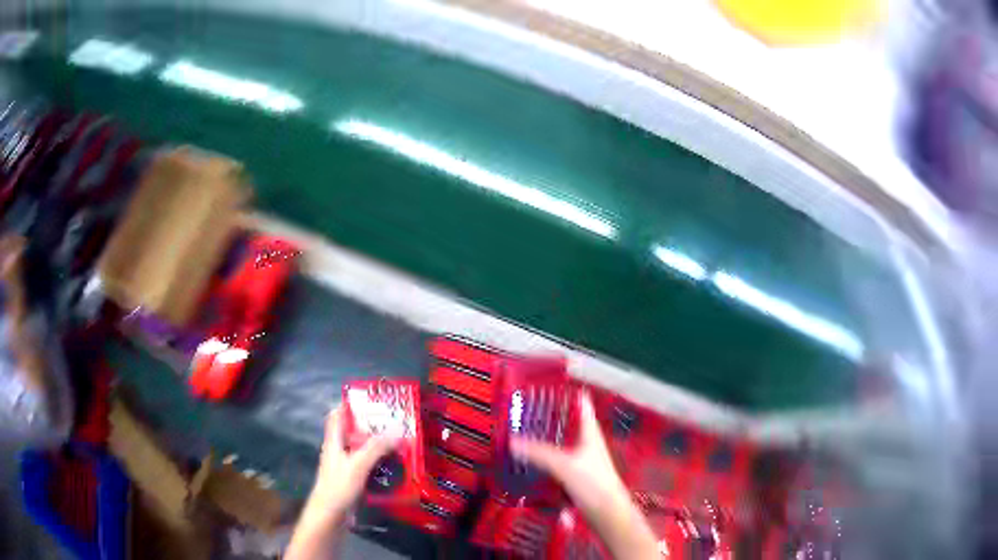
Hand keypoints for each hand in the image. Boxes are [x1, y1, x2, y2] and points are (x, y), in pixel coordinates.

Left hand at [311, 405, 398, 514]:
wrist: (330, 515)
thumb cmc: (339, 485)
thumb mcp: (358, 464)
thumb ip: (376, 447)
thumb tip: (397, 430)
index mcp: (334, 441)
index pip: (337, 416)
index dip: (349, 405)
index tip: (369, 400)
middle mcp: (338, 451)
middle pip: (353, 433)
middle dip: (372, 427)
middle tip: (394, 423)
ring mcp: (345, 467)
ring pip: (362, 451)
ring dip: (378, 447)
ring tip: (400, 443)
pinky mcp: (353, 481)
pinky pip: (368, 467)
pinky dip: (379, 464)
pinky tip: (394, 468)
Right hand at [511, 392, 659, 559]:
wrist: (607, 514)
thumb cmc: (593, 483)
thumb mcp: (563, 465)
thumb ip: (538, 453)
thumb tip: (512, 441)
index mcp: (590, 432)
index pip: (581, 403)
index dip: (567, 391)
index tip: (547, 384)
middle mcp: (587, 443)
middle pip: (568, 423)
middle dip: (548, 417)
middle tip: (525, 410)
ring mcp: (582, 461)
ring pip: (560, 444)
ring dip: (544, 440)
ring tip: (522, 434)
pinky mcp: (576, 477)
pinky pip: (556, 463)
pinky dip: (544, 460)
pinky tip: (530, 462)